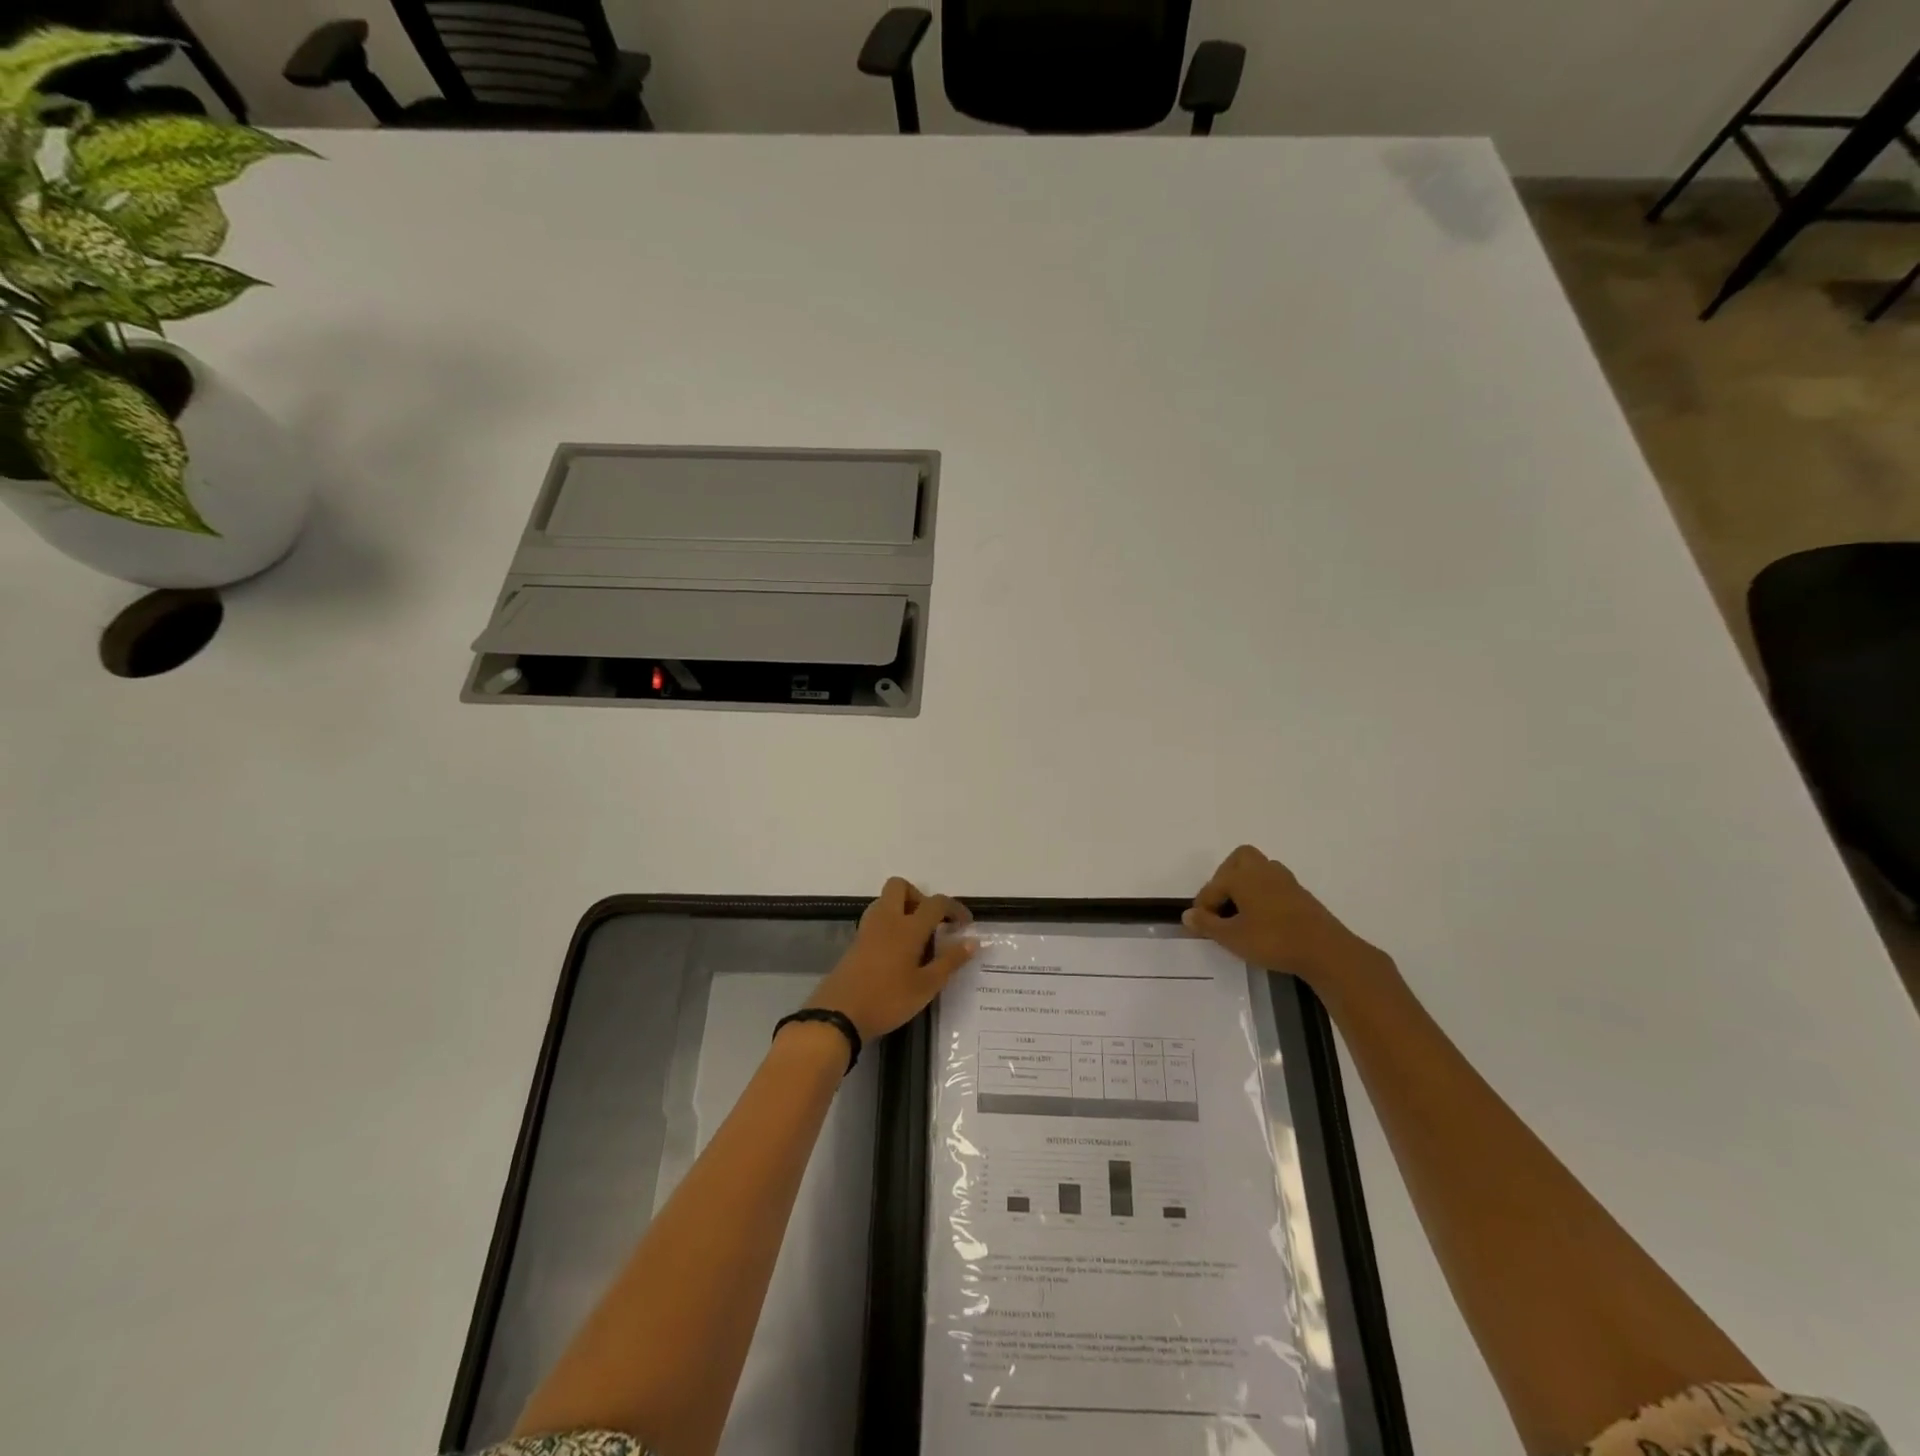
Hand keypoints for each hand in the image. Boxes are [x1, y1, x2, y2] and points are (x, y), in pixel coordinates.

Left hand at [805, 878, 975, 1042]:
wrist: (838, 1015)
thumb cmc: (887, 999)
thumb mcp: (926, 986)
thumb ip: (950, 961)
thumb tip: (972, 942)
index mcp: (908, 927)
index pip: (935, 903)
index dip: (954, 908)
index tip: (965, 925)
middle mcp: (886, 919)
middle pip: (900, 887)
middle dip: (919, 897)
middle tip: (932, 923)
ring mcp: (867, 929)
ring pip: (885, 901)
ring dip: (903, 909)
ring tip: (917, 939)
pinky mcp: (856, 942)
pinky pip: (876, 919)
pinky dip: (890, 924)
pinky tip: (898, 952)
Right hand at [1182, 845, 1390, 988]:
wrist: (1325, 951)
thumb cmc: (1273, 940)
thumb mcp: (1232, 937)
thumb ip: (1207, 924)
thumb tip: (1188, 914)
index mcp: (1242, 876)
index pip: (1213, 886)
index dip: (1203, 906)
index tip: (1199, 926)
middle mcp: (1263, 871)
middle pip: (1240, 859)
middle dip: (1226, 876)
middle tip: (1222, 904)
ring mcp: (1285, 881)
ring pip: (1260, 869)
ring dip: (1246, 884)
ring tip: (1240, 911)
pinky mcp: (1301, 895)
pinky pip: (1274, 884)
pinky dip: (1263, 894)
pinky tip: (1262, 918)